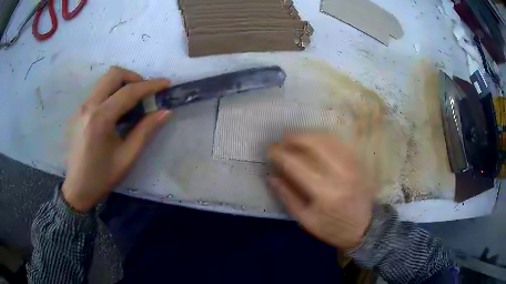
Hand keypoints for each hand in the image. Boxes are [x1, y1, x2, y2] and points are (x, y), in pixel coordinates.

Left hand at [62, 67, 171, 211]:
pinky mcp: (77, 112)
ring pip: (104, 81)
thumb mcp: (127, 157)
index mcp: (100, 119)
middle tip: (143, 92)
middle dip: (133, 77)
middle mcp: (88, 106)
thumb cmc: (102, 176)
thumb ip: (146, 131)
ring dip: (121, 84)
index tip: (166, 83)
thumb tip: (165, 112)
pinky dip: (110, 93)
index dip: (150, 85)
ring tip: (130, 102)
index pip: (128, 92)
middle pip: (113, 74)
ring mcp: (80, 107)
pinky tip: (114, 113)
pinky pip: (97, 92)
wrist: (77, 188)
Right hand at [268, 134, 374, 249]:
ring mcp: (352, 166)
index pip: (296, 165)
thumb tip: (271, 177)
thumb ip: (288, 197)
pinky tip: (316, 141)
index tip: (270, 150)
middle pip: (315, 144)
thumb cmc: (333, 228)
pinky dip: (325, 138)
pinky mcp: (359, 163)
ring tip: (297, 137)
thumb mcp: (306, 220)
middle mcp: (340, 174)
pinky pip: (340, 143)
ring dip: (310, 135)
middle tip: (283, 138)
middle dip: (295, 137)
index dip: (280, 154)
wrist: (366, 228)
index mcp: (324, 193)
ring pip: (329, 140)